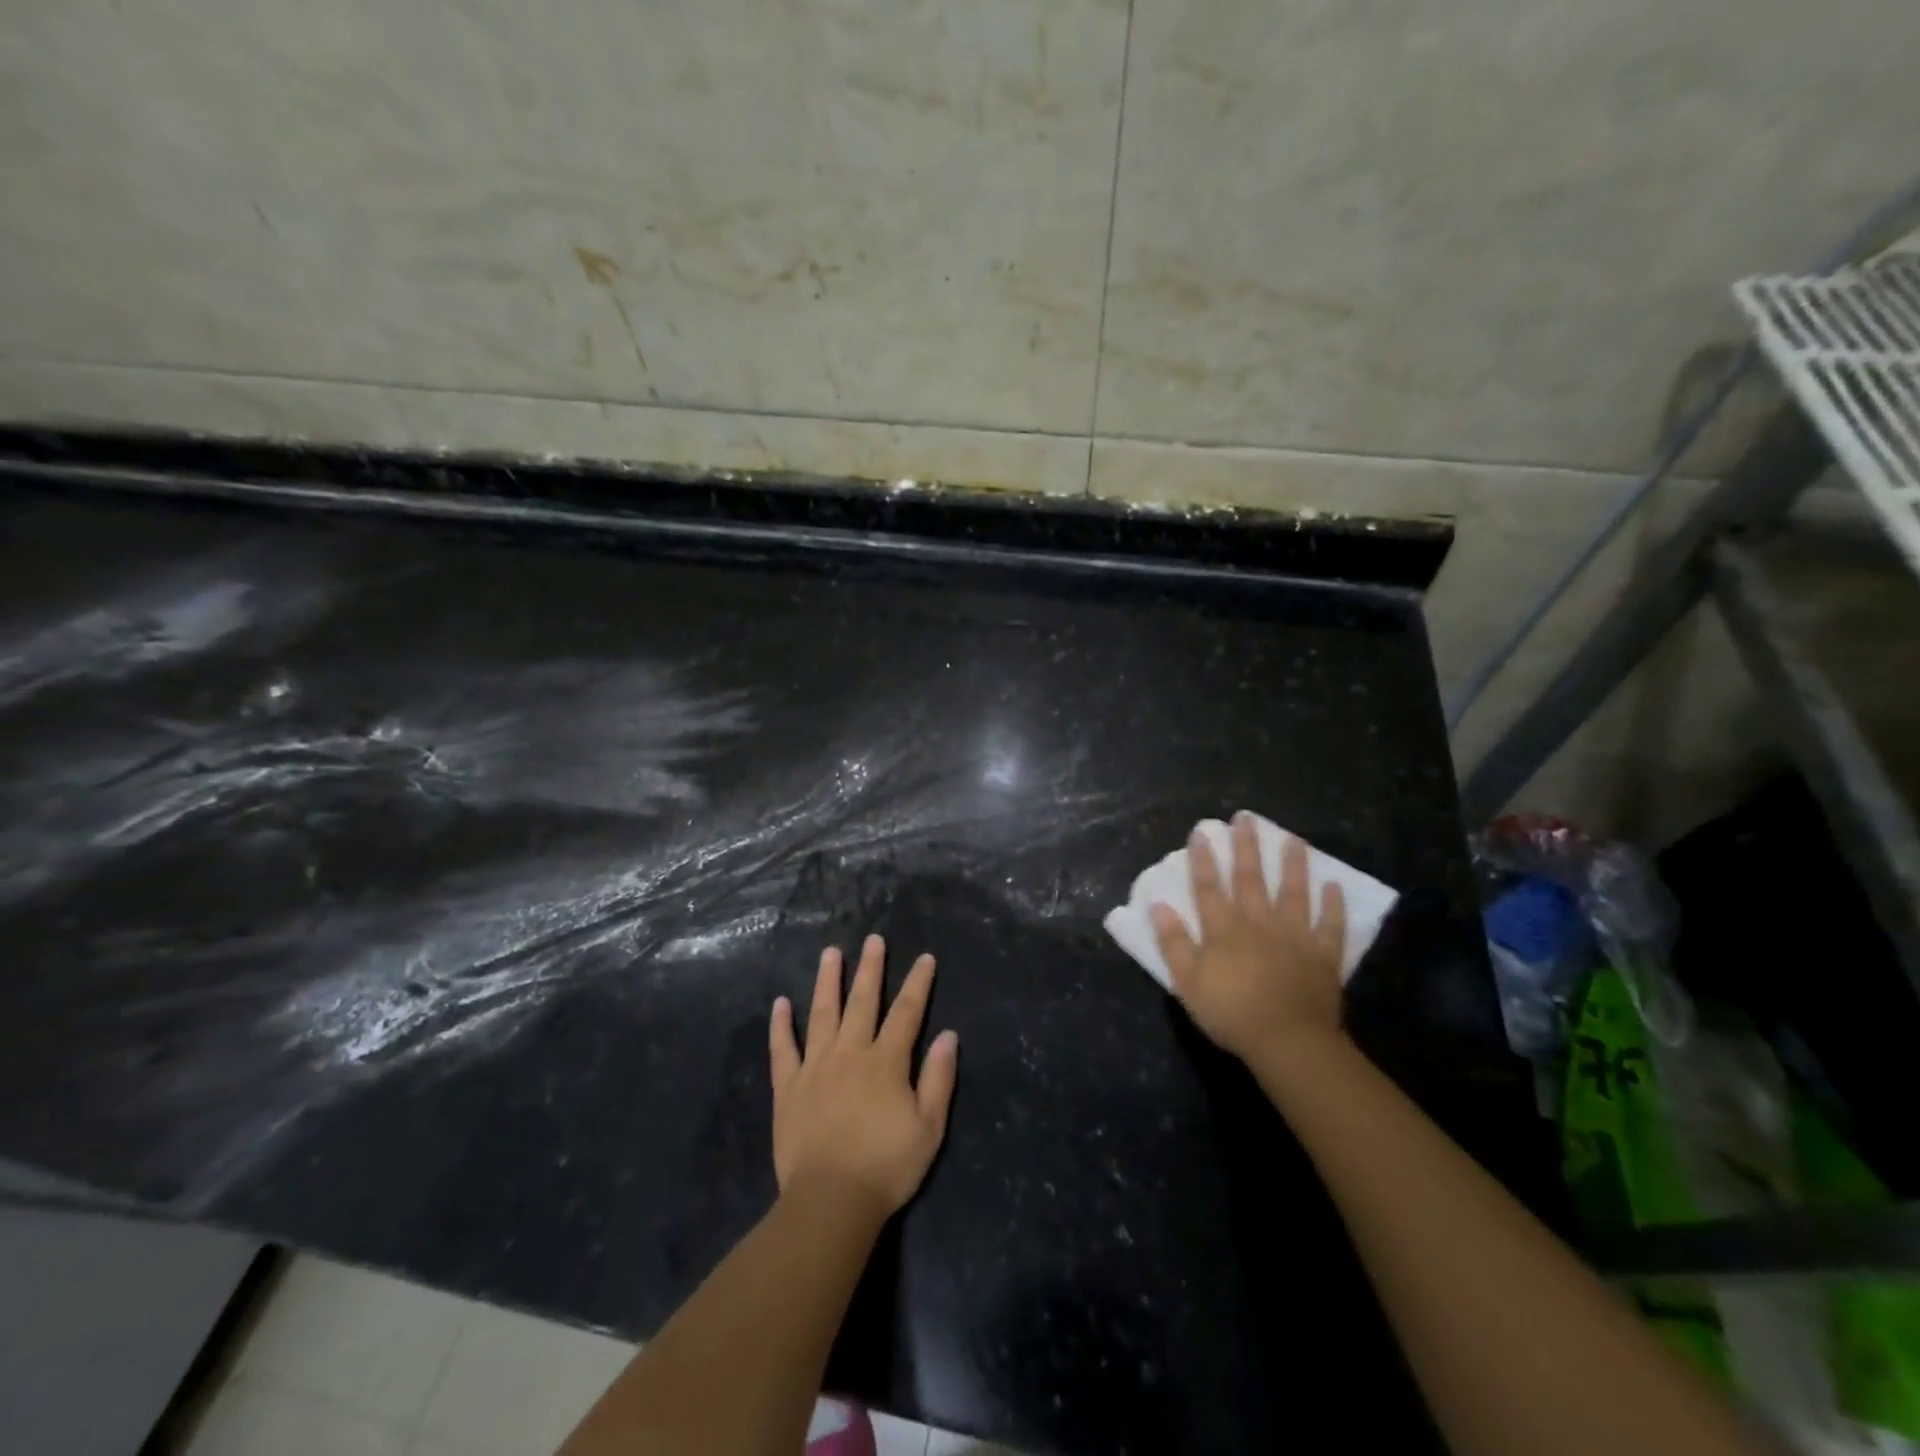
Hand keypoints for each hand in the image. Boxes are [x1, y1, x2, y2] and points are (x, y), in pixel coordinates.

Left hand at [769, 934, 959, 1218]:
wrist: (830, 1201)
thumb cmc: (886, 1166)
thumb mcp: (929, 1128)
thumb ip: (939, 1078)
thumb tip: (948, 1035)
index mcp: (886, 1062)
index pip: (906, 1012)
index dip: (917, 983)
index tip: (925, 958)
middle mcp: (850, 1052)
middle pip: (862, 1001)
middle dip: (870, 968)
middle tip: (873, 939)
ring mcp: (815, 1066)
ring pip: (822, 1013)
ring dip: (827, 980)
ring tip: (830, 953)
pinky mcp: (788, 1087)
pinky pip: (782, 1049)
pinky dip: (780, 1025)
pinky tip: (780, 1003)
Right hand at [1150, 812, 1347, 1065]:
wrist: (1288, 1043)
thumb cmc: (1231, 1013)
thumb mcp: (1187, 982)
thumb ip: (1173, 942)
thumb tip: (1159, 905)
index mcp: (1224, 930)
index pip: (1209, 887)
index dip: (1203, 859)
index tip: (1201, 832)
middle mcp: (1259, 923)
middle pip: (1251, 879)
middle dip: (1246, 847)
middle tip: (1246, 818)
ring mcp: (1295, 937)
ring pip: (1294, 893)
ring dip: (1292, 864)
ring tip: (1292, 838)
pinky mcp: (1323, 955)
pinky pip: (1330, 925)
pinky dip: (1333, 905)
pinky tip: (1334, 884)